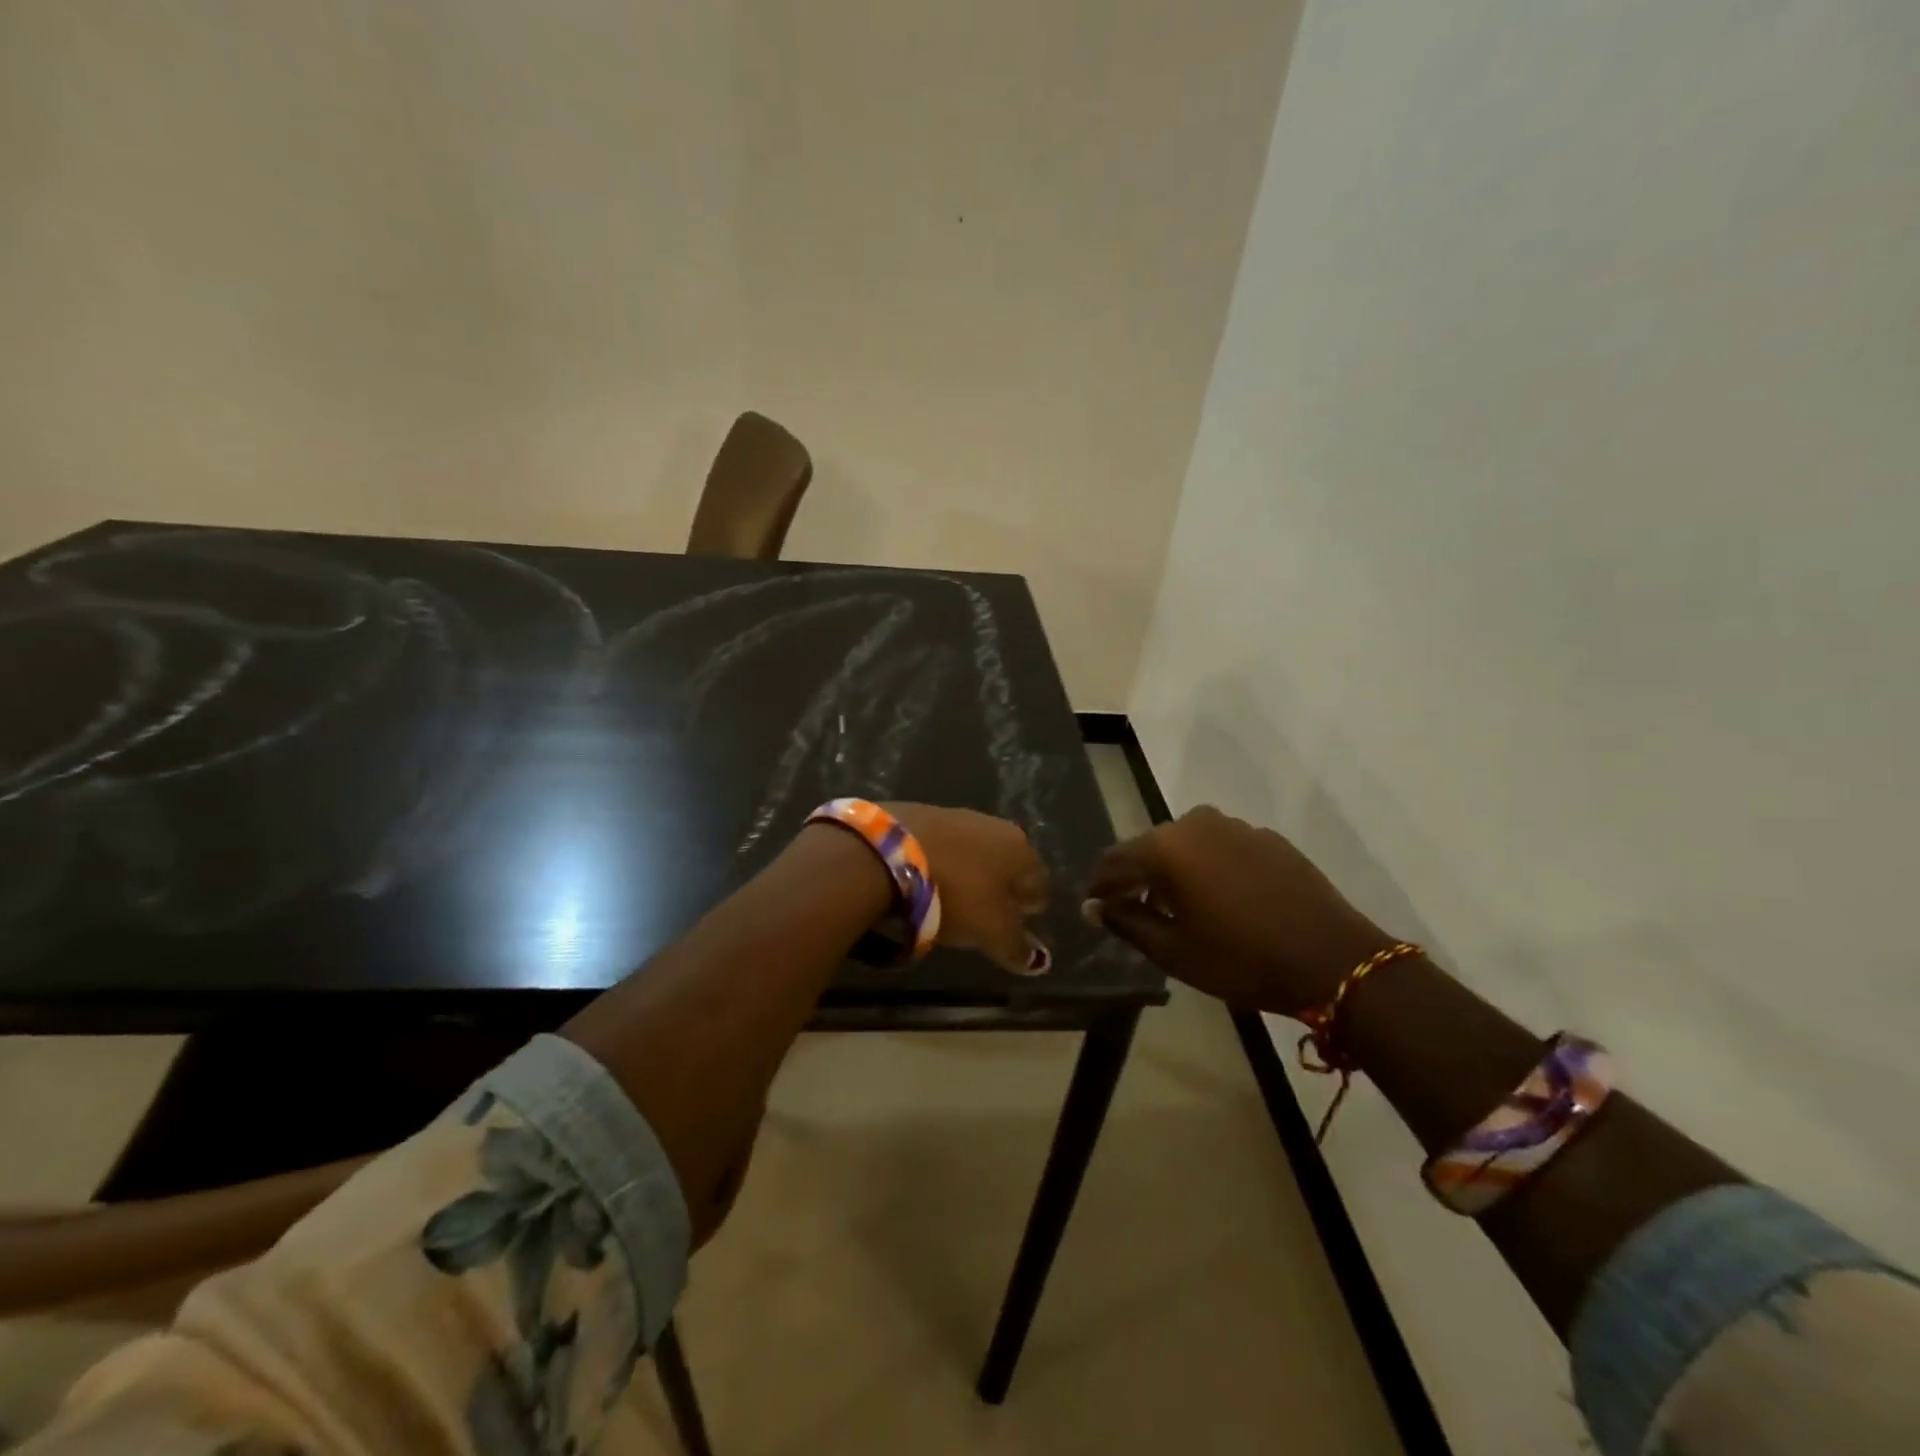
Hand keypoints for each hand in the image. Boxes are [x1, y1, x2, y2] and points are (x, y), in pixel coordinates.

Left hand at [886, 803, 1051, 973]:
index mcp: (1021, 850)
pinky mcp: (923, 814)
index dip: (1031, 907)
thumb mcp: (990, 930)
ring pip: (976, 852)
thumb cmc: (955, 893)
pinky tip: (929, 879)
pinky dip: (943, 863)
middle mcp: (996, 826)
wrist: (889, 852)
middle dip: (1002, 888)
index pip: (1039, 883)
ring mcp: (958, 816)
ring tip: (956, 899)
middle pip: (1007, 864)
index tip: (1021, 925)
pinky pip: (944, 847)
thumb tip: (1038, 961)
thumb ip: (1016, 946)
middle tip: (989, 914)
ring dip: (971, 873)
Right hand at [1084, 806, 1390, 1013]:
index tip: (1094, 907)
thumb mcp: (1173, 951)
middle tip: (1133, 910)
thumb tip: (1094, 906)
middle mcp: (1197, 824)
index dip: (1100, 885)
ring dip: (1175, 871)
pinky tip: (1222, 900)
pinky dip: (1209, 868)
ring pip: (1188, 845)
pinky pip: (1222, 848)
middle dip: (1138, 877)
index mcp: (1167, 847)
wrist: (1334, 959)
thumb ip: (1126, 922)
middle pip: (1151, 847)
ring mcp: (1237, 827)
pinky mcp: (1268, 838)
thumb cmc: (1241, 959)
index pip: (1115, 860)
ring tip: (1178, 908)